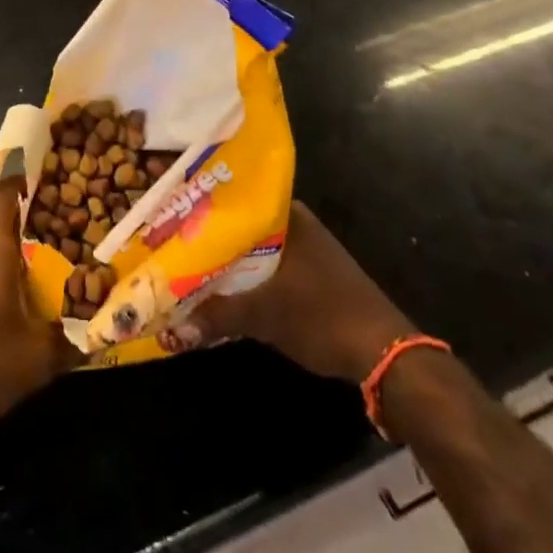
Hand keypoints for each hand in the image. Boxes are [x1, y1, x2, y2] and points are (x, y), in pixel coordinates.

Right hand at [182, 201, 415, 382]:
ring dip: (223, 258)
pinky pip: (264, 266)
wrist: (385, 354)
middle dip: (205, 235)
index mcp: (286, 215)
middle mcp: (295, 223)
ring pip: (251, 247)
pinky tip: (217, 287)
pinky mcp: (309, 275)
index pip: (232, 197)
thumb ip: (217, 316)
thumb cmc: (323, 316)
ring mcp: (304, 249)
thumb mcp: (264, 315)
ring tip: (182, 262)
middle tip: (166, 239)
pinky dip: (242, 275)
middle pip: (238, 224)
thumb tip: (171, 329)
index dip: (198, 205)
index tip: (167, 210)